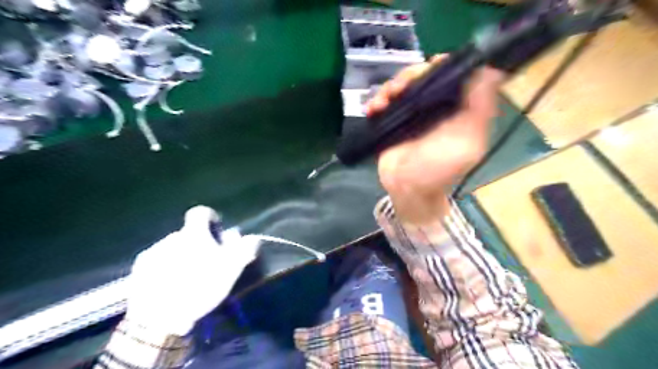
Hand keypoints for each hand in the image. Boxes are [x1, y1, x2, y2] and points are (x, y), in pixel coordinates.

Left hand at [122, 206, 258, 335]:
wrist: (158, 318)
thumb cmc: (200, 287)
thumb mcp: (231, 268)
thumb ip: (243, 249)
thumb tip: (249, 237)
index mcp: (193, 234)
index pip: (201, 213)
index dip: (210, 219)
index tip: (216, 234)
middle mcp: (171, 237)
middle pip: (187, 233)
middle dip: (197, 243)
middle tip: (205, 263)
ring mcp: (152, 253)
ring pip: (172, 248)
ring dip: (181, 256)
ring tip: (186, 277)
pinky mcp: (138, 271)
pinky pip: (156, 262)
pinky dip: (164, 268)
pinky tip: (169, 286)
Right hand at [364, 54, 503, 224]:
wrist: (408, 189)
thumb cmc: (440, 169)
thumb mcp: (468, 142)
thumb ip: (480, 109)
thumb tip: (490, 69)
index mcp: (455, 106)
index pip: (450, 74)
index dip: (441, 64)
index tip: (431, 64)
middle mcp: (433, 105)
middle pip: (422, 76)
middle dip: (410, 75)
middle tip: (400, 88)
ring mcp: (410, 112)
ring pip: (401, 85)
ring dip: (390, 87)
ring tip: (383, 102)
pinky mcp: (391, 120)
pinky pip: (383, 102)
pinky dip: (376, 100)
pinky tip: (372, 108)